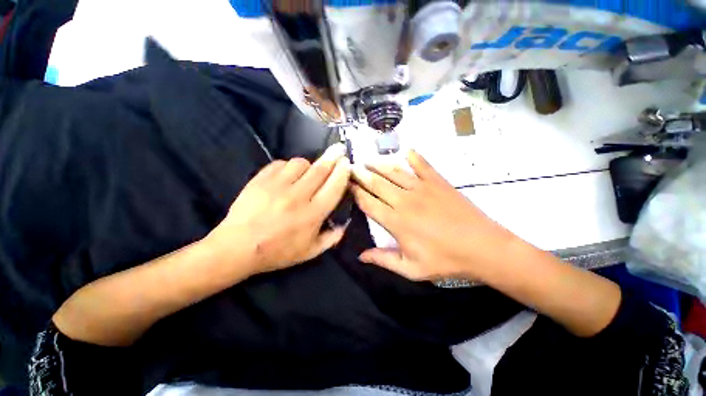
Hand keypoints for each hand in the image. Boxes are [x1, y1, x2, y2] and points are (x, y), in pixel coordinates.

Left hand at [206, 143, 350, 276]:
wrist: (237, 248)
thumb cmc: (277, 252)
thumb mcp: (310, 252)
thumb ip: (331, 238)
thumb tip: (344, 223)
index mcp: (312, 214)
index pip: (334, 187)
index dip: (343, 172)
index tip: (347, 162)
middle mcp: (298, 196)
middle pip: (320, 169)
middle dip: (332, 157)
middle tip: (338, 149)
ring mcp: (277, 186)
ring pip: (300, 163)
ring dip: (309, 165)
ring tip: (308, 171)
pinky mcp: (261, 180)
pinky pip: (281, 164)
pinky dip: (288, 166)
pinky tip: (287, 175)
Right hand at [351, 150, 517, 280]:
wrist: (483, 247)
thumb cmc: (445, 260)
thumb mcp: (411, 269)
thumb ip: (383, 259)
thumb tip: (360, 256)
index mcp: (395, 221)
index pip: (367, 202)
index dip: (355, 192)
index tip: (346, 184)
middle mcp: (404, 200)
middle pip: (376, 183)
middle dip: (361, 174)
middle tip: (350, 167)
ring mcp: (421, 188)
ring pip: (393, 171)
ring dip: (379, 165)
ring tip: (368, 161)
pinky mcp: (437, 182)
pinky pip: (422, 165)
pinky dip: (413, 156)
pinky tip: (406, 150)